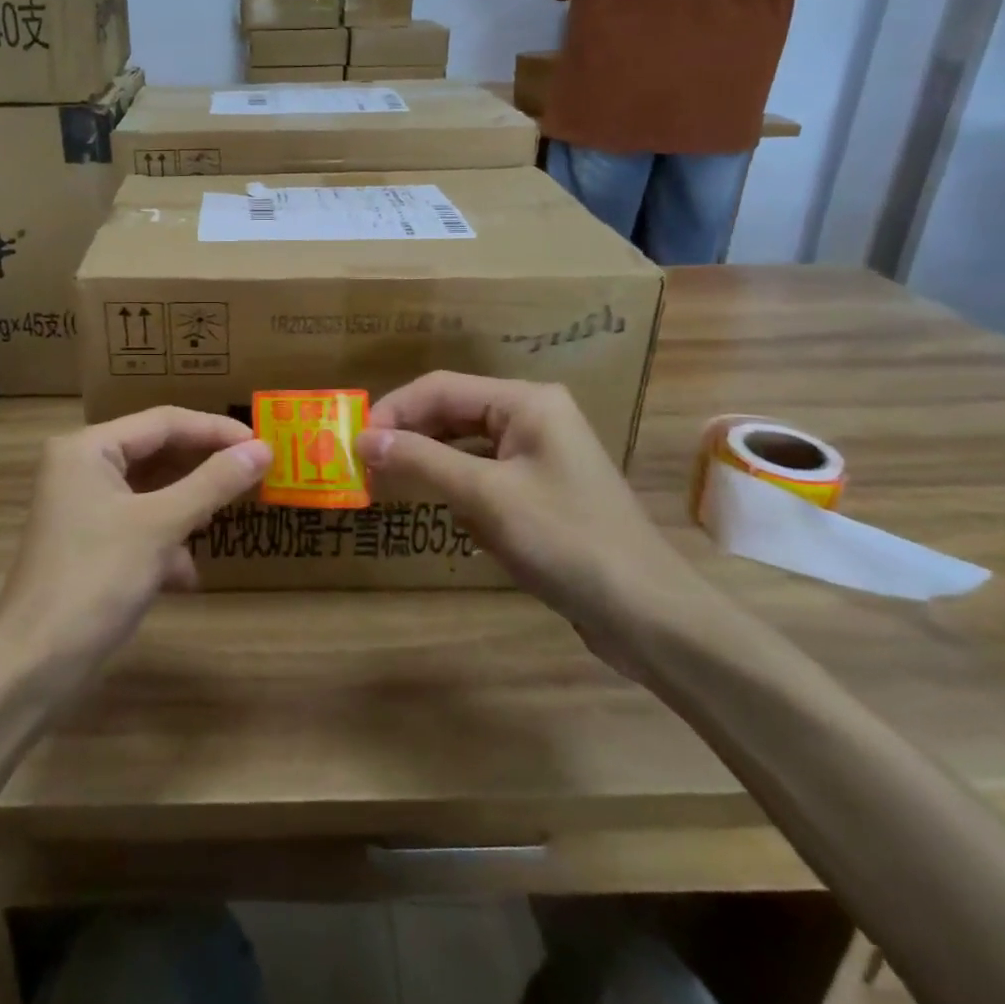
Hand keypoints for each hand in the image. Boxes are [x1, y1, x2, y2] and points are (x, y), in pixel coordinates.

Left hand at [0, 409, 270, 689]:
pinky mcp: (87, 543)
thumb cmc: (96, 580)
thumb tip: (263, 448)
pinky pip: (137, 524)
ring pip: (150, 492)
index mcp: (88, 448)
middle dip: (202, 469)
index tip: (262, 443)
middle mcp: (81, 467)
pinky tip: (185, 574)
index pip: (164, 421)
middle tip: (252, 474)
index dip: (215, 430)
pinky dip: (164, 541)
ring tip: (223, 518)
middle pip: (156, 453)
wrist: (33, 666)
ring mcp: (82, 507)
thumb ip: (213, 483)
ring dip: (186, 507)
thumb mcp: (161, 526)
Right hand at [357, 373, 705, 665]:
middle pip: (453, 413)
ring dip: (432, 466)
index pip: (441, 387)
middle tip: (365, 465)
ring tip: (393, 487)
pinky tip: (455, 520)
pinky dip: (461, 491)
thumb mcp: (485, 497)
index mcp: (526, 401)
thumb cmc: (565, 541)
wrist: (649, 615)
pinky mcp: (542, 490)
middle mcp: (533, 416)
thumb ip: (421, 461)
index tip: (355, 441)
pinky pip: (485, 476)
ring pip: (466, 447)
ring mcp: (540, 454)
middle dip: (411, 438)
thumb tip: (363, 439)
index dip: (394, 410)